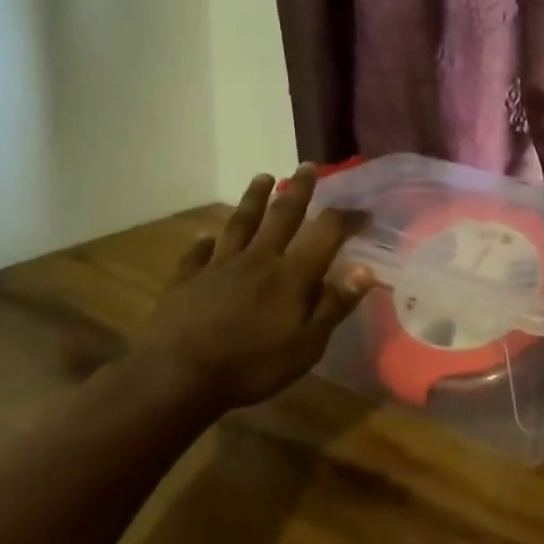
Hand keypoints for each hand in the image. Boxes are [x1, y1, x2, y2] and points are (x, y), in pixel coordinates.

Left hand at [132, 165, 374, 412]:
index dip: (346, 218)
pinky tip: (205, 236)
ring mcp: (219, 265)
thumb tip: (366, 270)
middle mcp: (258, 258)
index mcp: (292, 274)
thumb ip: (334, 305)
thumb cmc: (251, 366)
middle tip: (307, 166)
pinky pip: (198, 253)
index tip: (362, 212)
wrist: (177, 377)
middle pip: (282, 215)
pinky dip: (204, 242)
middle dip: (298, 189)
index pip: (326, 232)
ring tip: (262, 177)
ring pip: (240, 222)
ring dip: (254, 199)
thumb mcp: (306, 346)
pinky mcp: (188, 279)